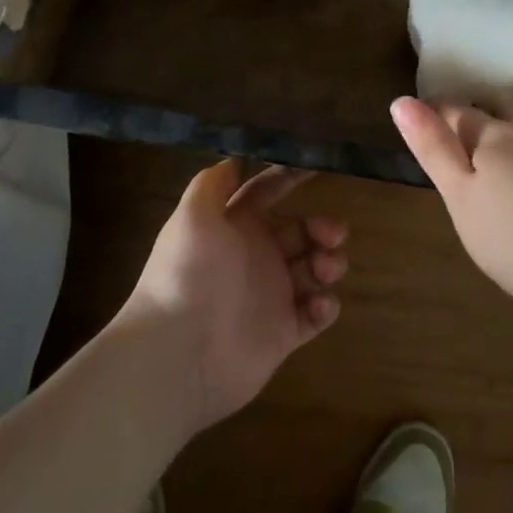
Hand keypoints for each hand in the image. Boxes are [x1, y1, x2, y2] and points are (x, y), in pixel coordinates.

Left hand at [122, 160, 347, 432]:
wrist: (177, 355)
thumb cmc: (188, 275)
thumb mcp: (192, 216)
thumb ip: (213, 183)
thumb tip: (234, 157)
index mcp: (234, 227)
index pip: (266, 193)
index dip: (290, 177)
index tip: (319, 165)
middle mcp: (254, 257)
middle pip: (300, 232)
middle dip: (322, 227)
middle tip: (335, 234)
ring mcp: (271, 296)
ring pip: (314, 270)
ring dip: (329, 263)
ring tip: (327, 270)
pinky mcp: (283, 333)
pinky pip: (315, 315)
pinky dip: (325, 307)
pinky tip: (318, 305)